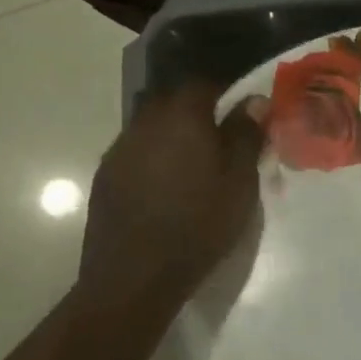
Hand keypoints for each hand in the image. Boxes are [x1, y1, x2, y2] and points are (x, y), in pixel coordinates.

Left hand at [79, 83, 265, 306]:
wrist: (135, 276)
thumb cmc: (199, 224)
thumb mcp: (239, 181)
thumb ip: (246, 135)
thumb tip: (254, 100)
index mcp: (181, 116)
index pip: (204, 84)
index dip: (227, 94)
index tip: (245, 117)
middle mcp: (144, 122)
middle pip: (173, 102)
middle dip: (199, 114)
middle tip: (223, 143)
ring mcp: (119, 149)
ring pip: (153, 127)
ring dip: (175, 137)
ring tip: (196, 168)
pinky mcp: (105, 177)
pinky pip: (137, 153)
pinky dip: (156, 160)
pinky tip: (168, 189)